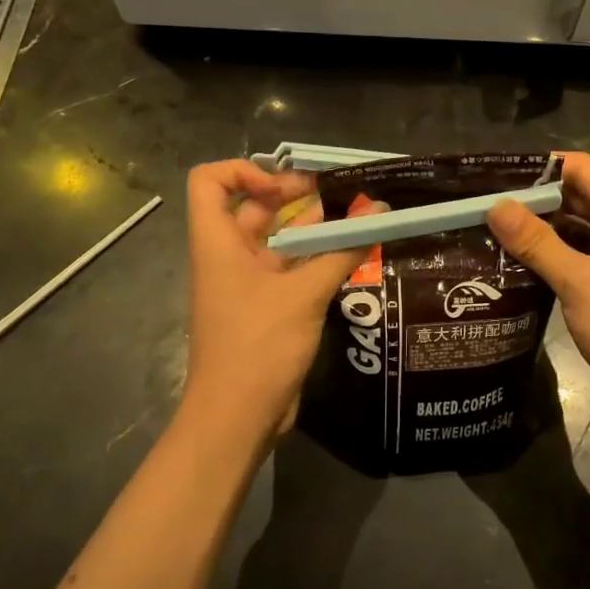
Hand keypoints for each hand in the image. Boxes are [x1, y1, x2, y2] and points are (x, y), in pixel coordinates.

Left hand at [183, 161, 364, 438]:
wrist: (237, 418)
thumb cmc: (258, 346)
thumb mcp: (304, 294)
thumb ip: (342, 251)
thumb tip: (380, 213)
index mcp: (218, 243)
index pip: (209, 181)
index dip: (243, 170)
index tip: (286, 186)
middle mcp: (229, 256)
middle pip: (253, 207)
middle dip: (294, 194)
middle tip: (339, 193)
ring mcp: (247, 284)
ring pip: (278, 239)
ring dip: (313, 227)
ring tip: (357, 217)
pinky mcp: (267, 308)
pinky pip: (291, 269)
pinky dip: (318, 258)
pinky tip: (353, 255)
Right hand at [488, 153, 589, 434]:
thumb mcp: (577, 280)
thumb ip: (535, 241)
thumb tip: (495, 206)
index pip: (581, 168)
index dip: (539, 170)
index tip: (495, 178)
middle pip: (577, 193)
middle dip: (534, 199)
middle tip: (484, 205)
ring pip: (575, 223)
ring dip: (539, 227)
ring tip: (491, 228)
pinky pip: (578, 249)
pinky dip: (550, 250)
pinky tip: (514, 258)